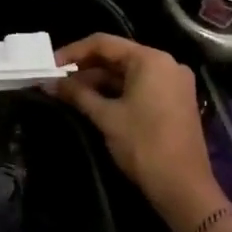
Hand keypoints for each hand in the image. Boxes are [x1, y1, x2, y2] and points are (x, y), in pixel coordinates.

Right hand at [47, 34, 225, 231]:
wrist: (183, 187)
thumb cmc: (143, 145)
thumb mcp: (106, 116)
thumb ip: (77, 94)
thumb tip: (49, 83)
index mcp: (150, 60)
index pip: (104, 43)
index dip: (72, 52)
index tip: (50, 66)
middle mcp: (166, 64)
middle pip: (117, 56)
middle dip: (85, 68)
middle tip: (56, 80)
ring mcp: (173, 83)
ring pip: (128, 73)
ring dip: (98, 81)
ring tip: (69, 93)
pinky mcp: (175, 101)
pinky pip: (140, 86)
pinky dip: (116, 91)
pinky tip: (93, 102)